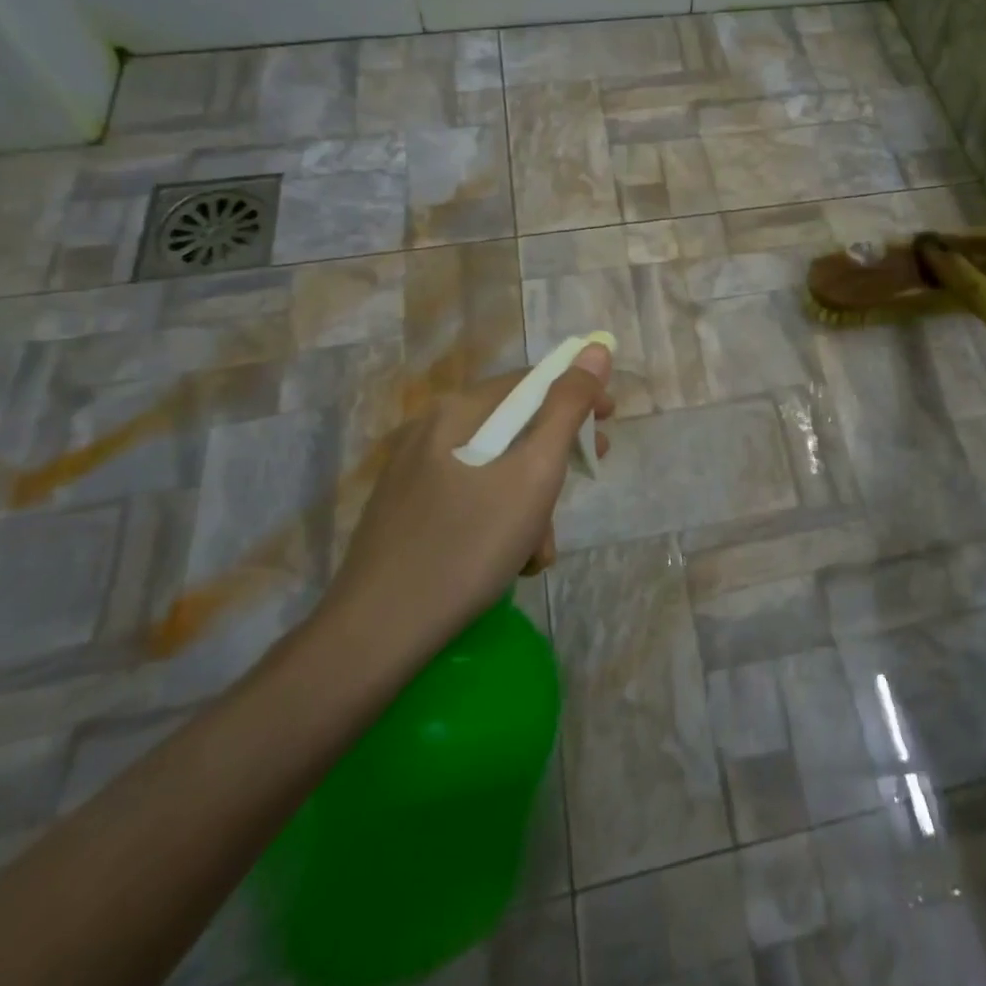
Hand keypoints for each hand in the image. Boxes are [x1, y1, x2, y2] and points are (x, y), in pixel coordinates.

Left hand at [316, 343, 613, 675]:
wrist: (375, 636)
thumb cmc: (468, 545)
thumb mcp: (534, 473)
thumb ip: (568, 407)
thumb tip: (595, 349)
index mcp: (457, 411)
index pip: (530, 380)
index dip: (577, 394)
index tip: (610, 421)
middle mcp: (430, 430)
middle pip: (513, 423)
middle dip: (557, 450)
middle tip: (590, 470)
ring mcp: (414, 473)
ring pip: (494, 467)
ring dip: (531, 497)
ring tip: (542, 548)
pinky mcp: (407, 512)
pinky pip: (470, 496)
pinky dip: (500, 518)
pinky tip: (512, 561)